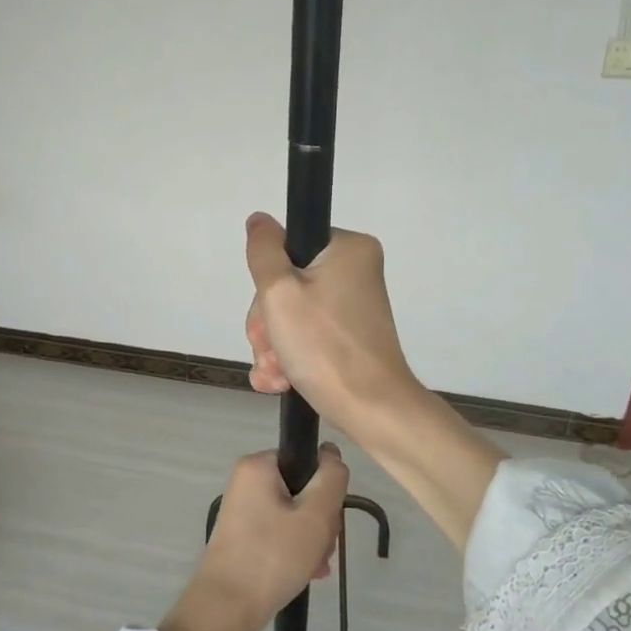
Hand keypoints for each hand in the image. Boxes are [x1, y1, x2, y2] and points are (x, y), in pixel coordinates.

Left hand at [158, 446, 349, 630]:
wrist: (225, 609)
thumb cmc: (272, 557)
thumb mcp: (316, 516)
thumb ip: (332, 479)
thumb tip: (331, 453)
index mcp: (258, 466)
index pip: (308, 461)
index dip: (325, 489)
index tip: (328, 520)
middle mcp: (247, 481)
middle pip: (303, 489)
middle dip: (321, 521)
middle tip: (322, 548)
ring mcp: (243, 508)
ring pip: (295, 514)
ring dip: (312, 539)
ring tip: (315, 567)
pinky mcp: (243, 534)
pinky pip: (280, 531)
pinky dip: (296, 549)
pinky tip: (307, 572)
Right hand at [243, 212, 506, 553]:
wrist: (371, 409)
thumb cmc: (326, 348)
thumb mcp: (280, 293)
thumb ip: (263, 252)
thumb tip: (259, 221)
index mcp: (348, 249)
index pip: (287, 247)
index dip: (268, 282)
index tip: (270, 312)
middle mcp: (354, 271)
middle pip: (286, 284)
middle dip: (269, 324)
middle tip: (273, 348)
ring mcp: (352, 306)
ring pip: (290, 315)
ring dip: (274, 346)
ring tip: (278, 373)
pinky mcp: (348, 335)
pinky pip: (306, 335)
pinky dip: (290, 357)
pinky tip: (281, 382)